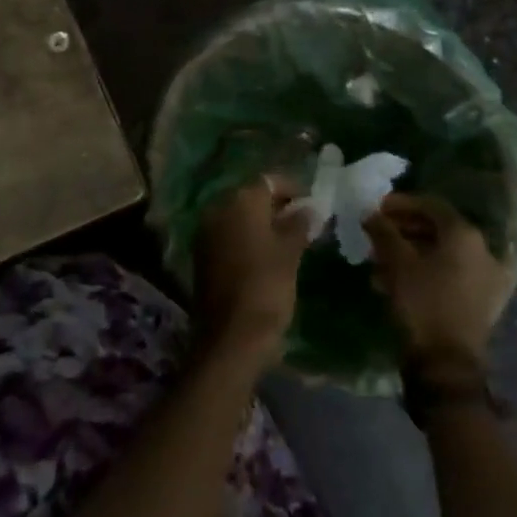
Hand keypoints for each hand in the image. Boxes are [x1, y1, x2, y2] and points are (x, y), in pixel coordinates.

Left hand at [194, 175, 308, 369]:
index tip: (312, 203)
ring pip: (239, 216)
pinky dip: (248, 237)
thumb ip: (299, 224)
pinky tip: (267, 254)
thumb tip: (309, 208)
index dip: (292, 188)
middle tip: (304, 221)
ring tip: (290, 238)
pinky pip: (229, 234)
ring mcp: (207, 231)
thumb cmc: (266, 287)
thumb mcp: (290, 253)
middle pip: (251, 196)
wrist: (231, 336)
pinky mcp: (203, 254)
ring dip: (262, 222)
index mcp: (240, 201)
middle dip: (277, 205)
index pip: (269, 181)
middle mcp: (218, 208)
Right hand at [364, 193, 514, 369]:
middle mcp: (484, 252)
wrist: (447, 364)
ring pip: (444, 254)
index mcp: (466, 236)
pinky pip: (451, 274)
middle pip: (439, 229)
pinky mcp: (484, 302)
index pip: (432, 205)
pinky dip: (426, 271)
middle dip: (404, 229)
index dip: (401, 203)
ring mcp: (488, 279)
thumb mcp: (396, 262)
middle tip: (378, 233)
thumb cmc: (422, 302)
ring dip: (411, 252)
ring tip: (380, 261)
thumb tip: (370, 213)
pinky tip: (397, 281)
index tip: (377, 208)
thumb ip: (383, 231)